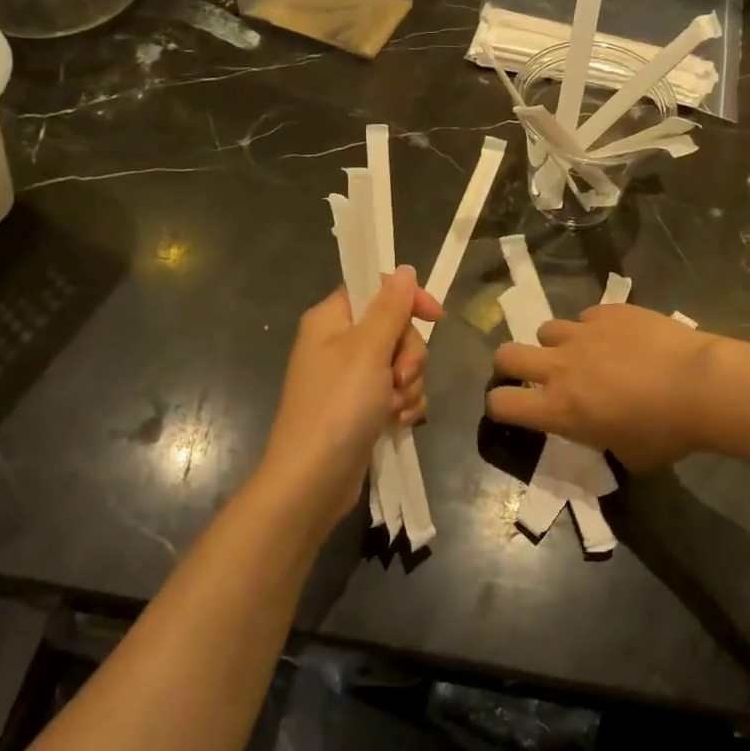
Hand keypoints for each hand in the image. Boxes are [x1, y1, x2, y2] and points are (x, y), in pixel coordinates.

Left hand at [257, 268, 441, 527]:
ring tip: (395, 408)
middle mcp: (338, 344)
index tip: (435, 316)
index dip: (407, 299)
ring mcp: (350, 379)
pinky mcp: (362, 408)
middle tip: (398, 376)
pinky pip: (397, 392)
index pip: (375, 289)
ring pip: (401, 363)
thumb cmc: (338, 405)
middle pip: (395, 328)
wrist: (313, 480)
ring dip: (409, 384)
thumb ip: (390, 307)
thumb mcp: (367, 349)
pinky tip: (399, 423)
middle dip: (409, 354)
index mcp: (331, 320)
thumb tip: (404, 270)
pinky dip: (404, 405)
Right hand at [488, 304, 715, 469]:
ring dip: (557, 345)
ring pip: (547, 330)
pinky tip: (620, 339)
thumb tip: (605, 433)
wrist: (701, 384)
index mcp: (559, 408)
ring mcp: (583, 333)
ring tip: (583, 354)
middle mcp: (560, 367)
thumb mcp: (628, 455)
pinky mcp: (609, 311)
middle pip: (505, 355)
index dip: (500, 406)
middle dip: (509, 366)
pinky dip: (595, 329)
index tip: (514, 409)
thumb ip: (603, 441)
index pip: (501, 404)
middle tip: (529, 376)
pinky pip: (588, 317)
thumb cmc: (666, 432)